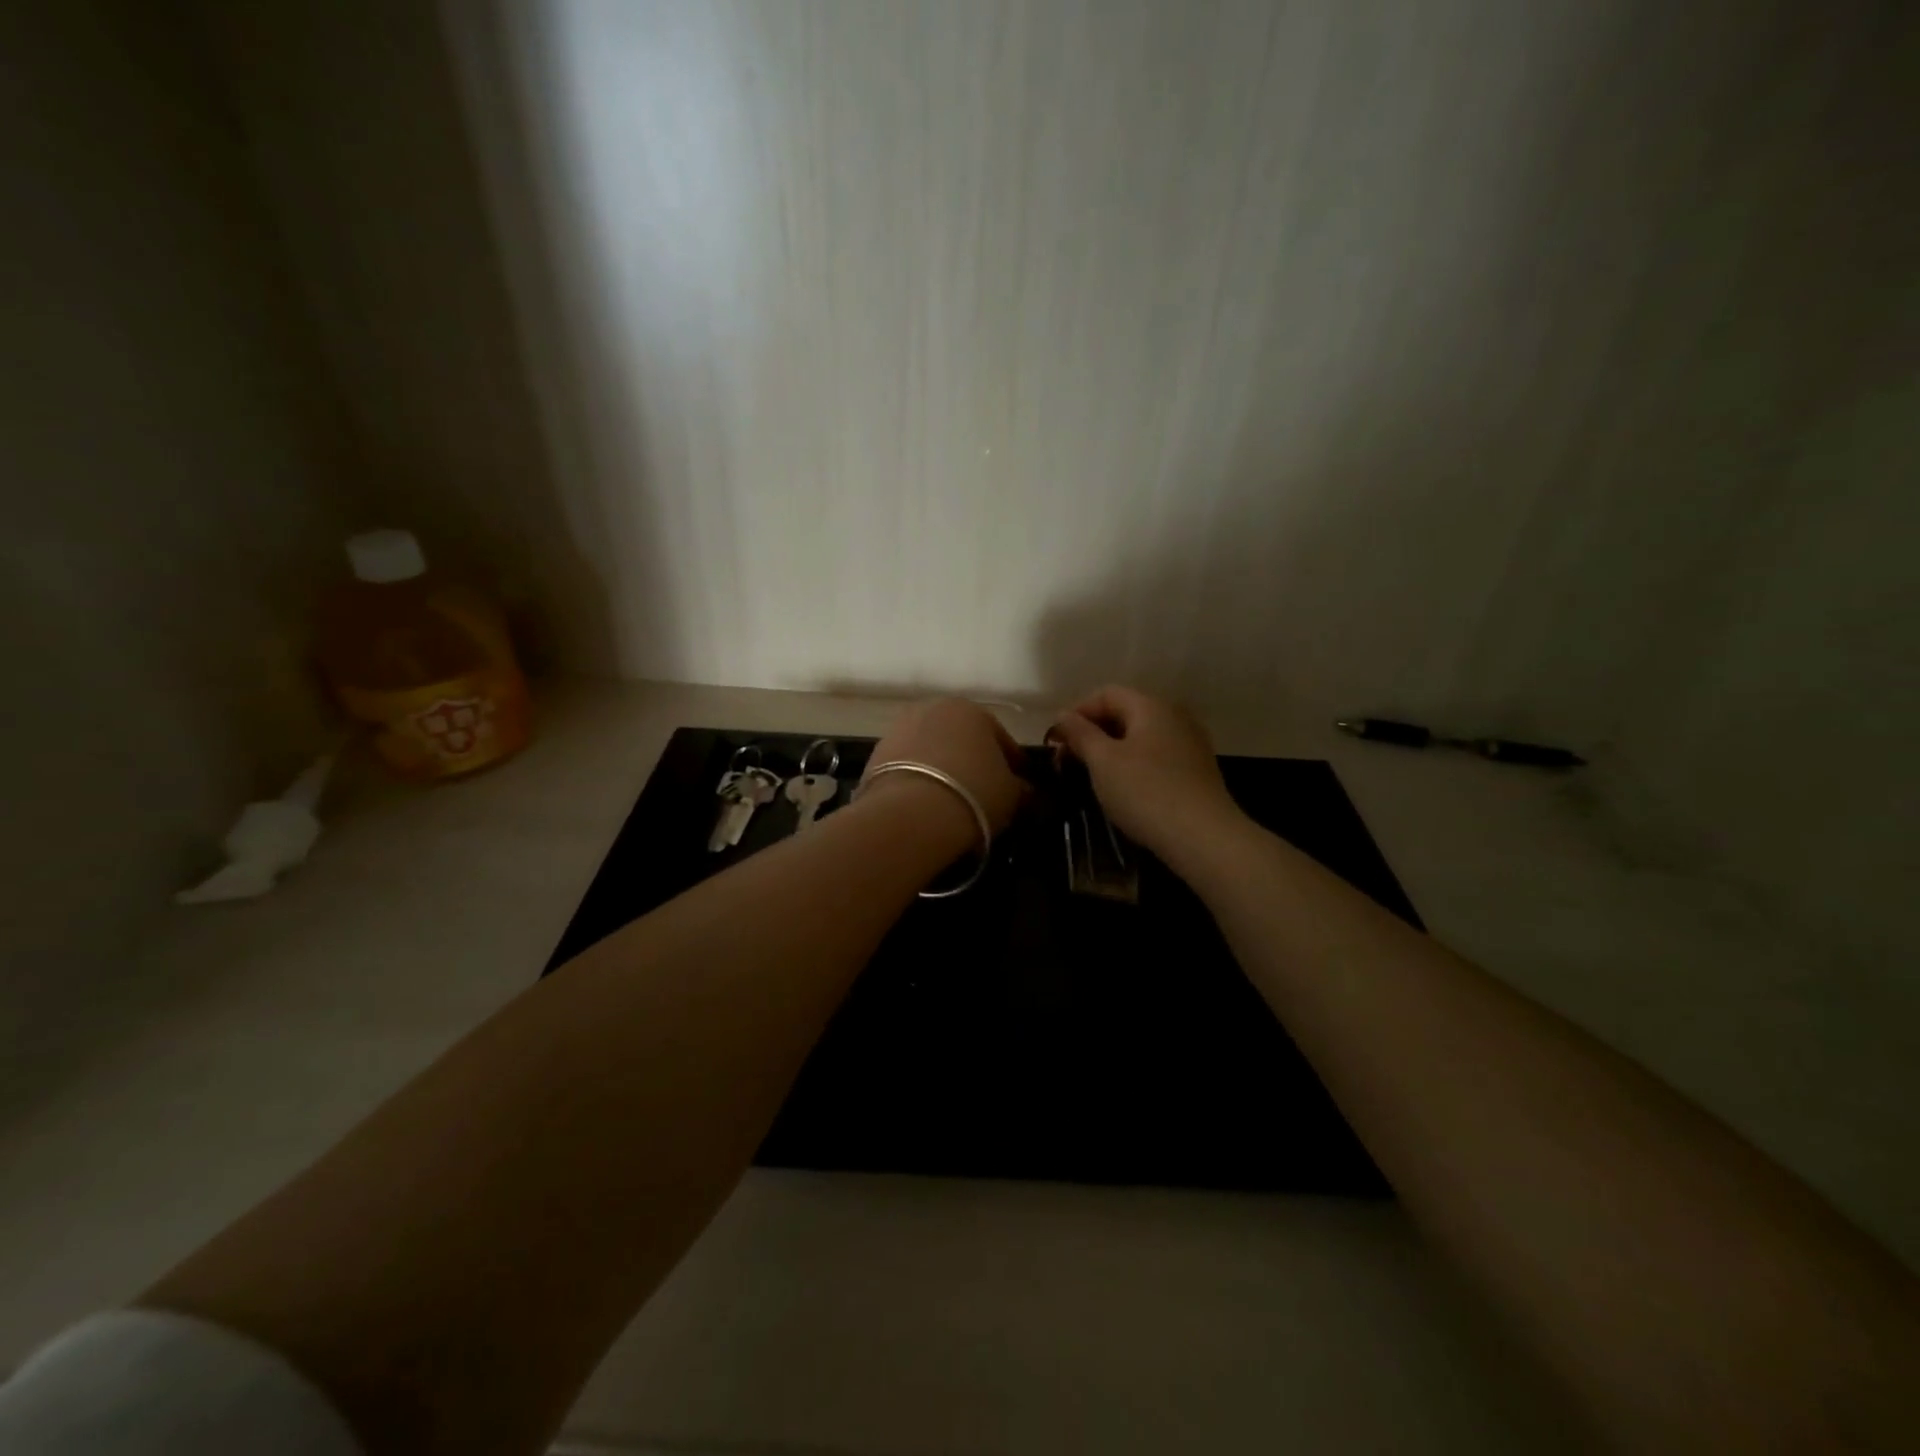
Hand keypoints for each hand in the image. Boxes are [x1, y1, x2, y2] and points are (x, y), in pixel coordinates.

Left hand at [861, 698, 1027, 844]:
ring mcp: (899, 729)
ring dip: (942, 769)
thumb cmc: (973, 794)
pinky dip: (918, 780)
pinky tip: (925, 804)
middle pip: (961, 739)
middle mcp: (933, 709)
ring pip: (931, 751)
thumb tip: (1023, 789)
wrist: (910, 814)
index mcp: (972, 710)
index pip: (1001, 738)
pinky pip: (907, 767)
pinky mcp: (875, 754)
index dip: (1013, 764)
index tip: (1018, 786)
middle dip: (972, 761)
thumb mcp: (1012, 795)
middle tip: (982, 793)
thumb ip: (1021, 788)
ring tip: (951, 800)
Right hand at [1049, 686, 1242, 860]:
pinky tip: (1124, 789)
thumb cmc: (1145, 792)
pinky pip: (1157, 756)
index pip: (1106, 694)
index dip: (1077, 713)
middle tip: (1068, 761)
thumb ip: (1080, 734)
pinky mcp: (1197, 770)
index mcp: (1151, 706)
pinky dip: (1134, 765)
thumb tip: (1063, 716)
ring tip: (1092, 777)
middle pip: (1125, 713)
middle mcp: (1175, 716)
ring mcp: (1190, 743)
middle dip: (1093, 733)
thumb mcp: (1103, 762)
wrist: (1203, 837)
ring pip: (1141, 737)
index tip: (1056, 742)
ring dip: (1112, 751)